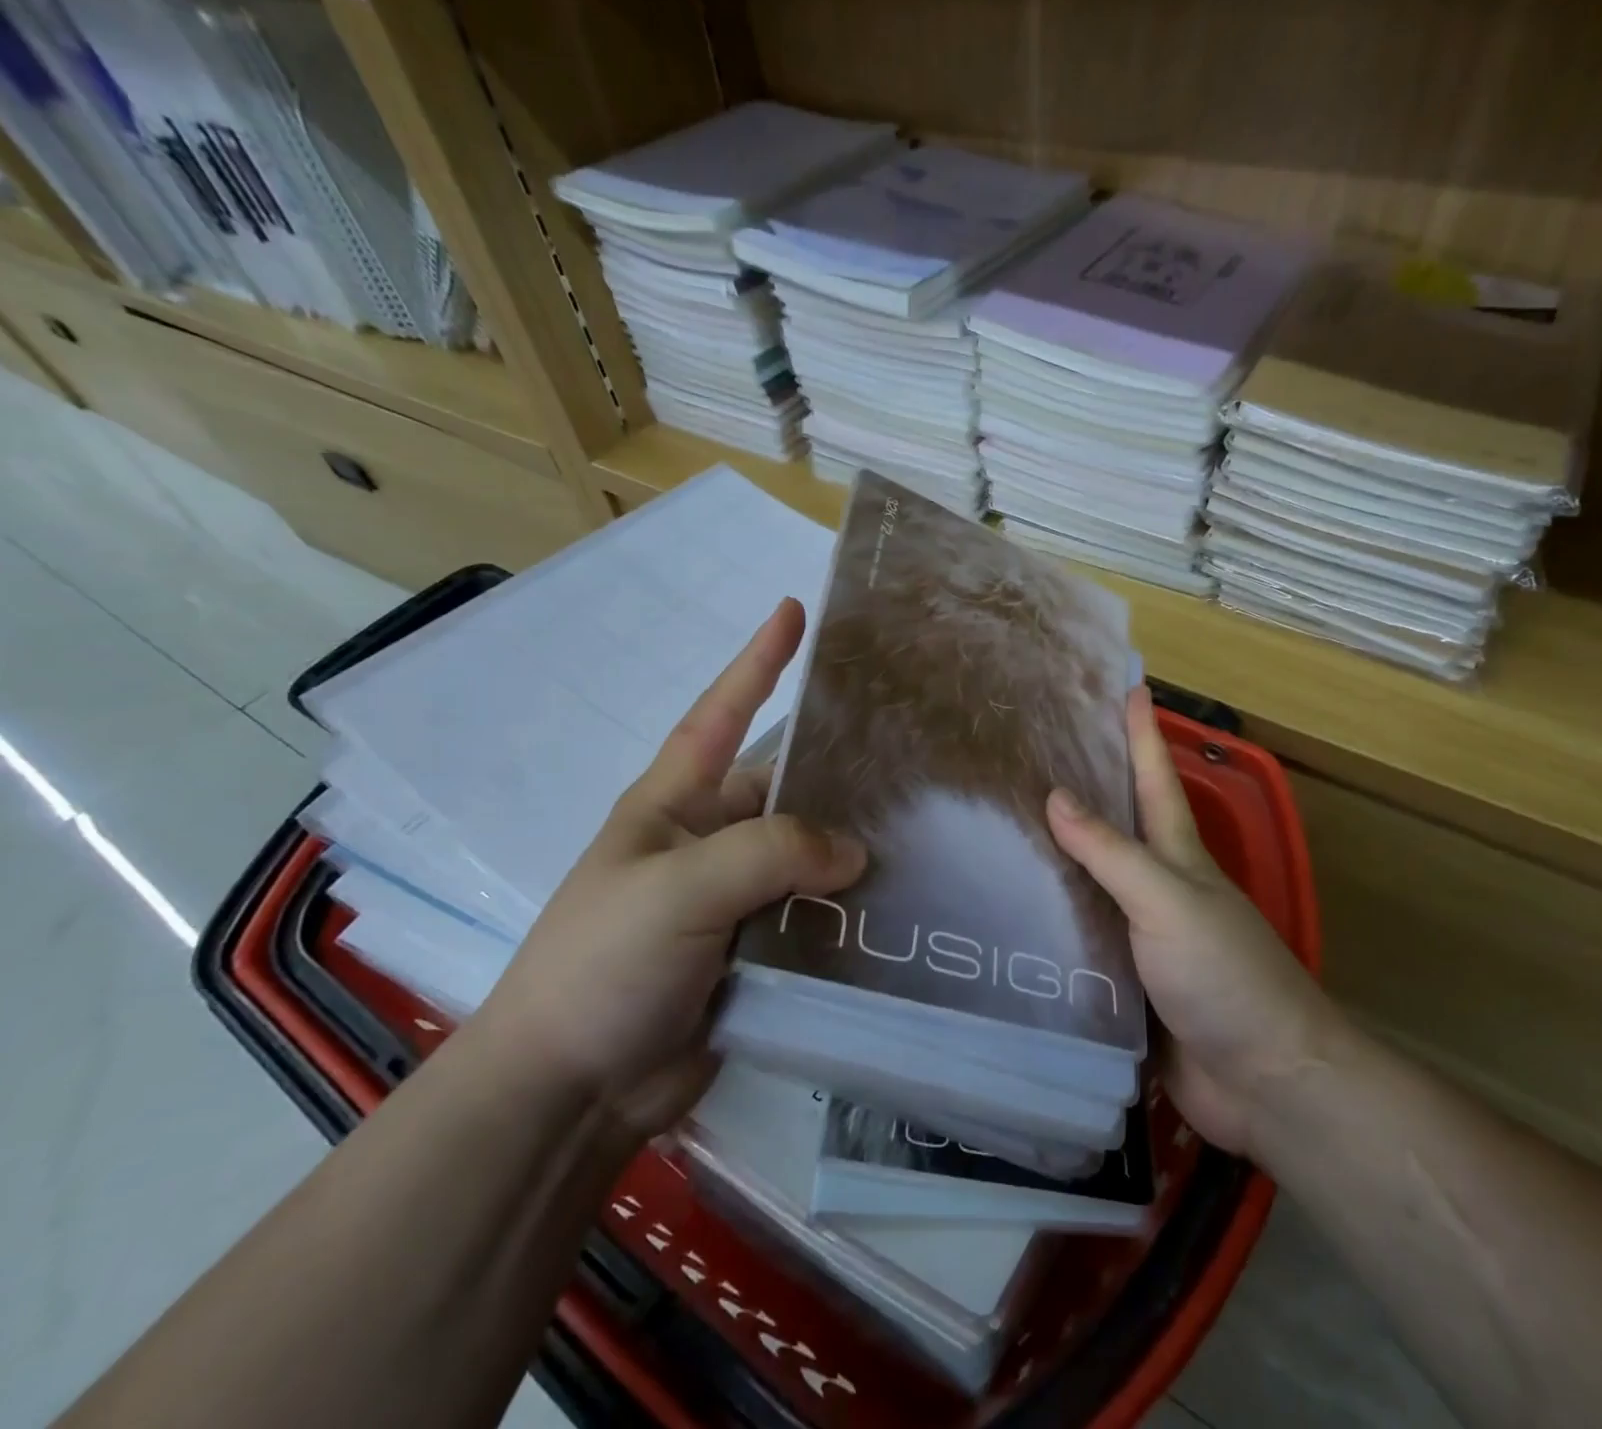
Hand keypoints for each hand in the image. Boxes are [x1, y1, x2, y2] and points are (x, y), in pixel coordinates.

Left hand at [475, 599, 865, 1137]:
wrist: (570, 1091)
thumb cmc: (605, 963)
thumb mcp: (679, 888)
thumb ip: (770, 853)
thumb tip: (855, 853)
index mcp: (674, 804)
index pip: (720, 713)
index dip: (756, 661)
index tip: (792, 611)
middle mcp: (709, 842)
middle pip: (786, 790)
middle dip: (838, 773)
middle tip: (913, 754)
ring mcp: (734, 900)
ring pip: (809, 857)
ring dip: (854, 851)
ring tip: (929, 832)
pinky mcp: (757, 953)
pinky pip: (815, 917)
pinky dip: (851, 912)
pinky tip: (903, 908)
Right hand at [1047, 688, 1332, 1155]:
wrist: (1263, 1080)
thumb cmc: (1224, 974)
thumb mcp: (1167, 900)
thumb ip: (1112, 853)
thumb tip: (1055, 796)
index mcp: (1176, 856)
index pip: (1155, 778)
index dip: (1142, 732)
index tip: (1127, 685)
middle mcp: (1157, 887)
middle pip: (1115, 825)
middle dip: (1084, 786)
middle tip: (1032, 753)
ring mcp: (1140, 935)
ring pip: (1089, 883)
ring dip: (1054, 857)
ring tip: (1000, 828)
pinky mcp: (1123, 982)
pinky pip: (1077, 939)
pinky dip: (1048, 921)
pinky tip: (1009, 913)